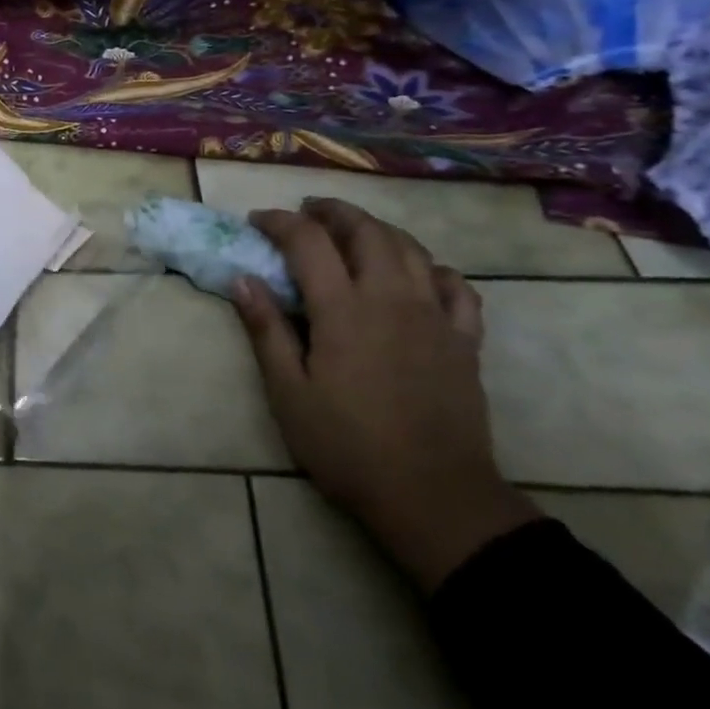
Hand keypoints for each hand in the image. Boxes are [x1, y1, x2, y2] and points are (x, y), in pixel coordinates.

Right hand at [233, 198, 539, 590]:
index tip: (258, 221)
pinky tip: (419, 274)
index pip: (308, 241)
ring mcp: (435, 316)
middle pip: (366, 231)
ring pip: (410, 249)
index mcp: (344, 309)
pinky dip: (432, 268)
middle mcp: (391, 298)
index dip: (280, 222)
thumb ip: (266, 330)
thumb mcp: (288, 392)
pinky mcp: (465, 340)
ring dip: (378, 229)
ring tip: (354, 232)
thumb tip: (244, 279)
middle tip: (307, 212)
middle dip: (333, 212)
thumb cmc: (347, 446)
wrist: (434, 496)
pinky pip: (456, 286)